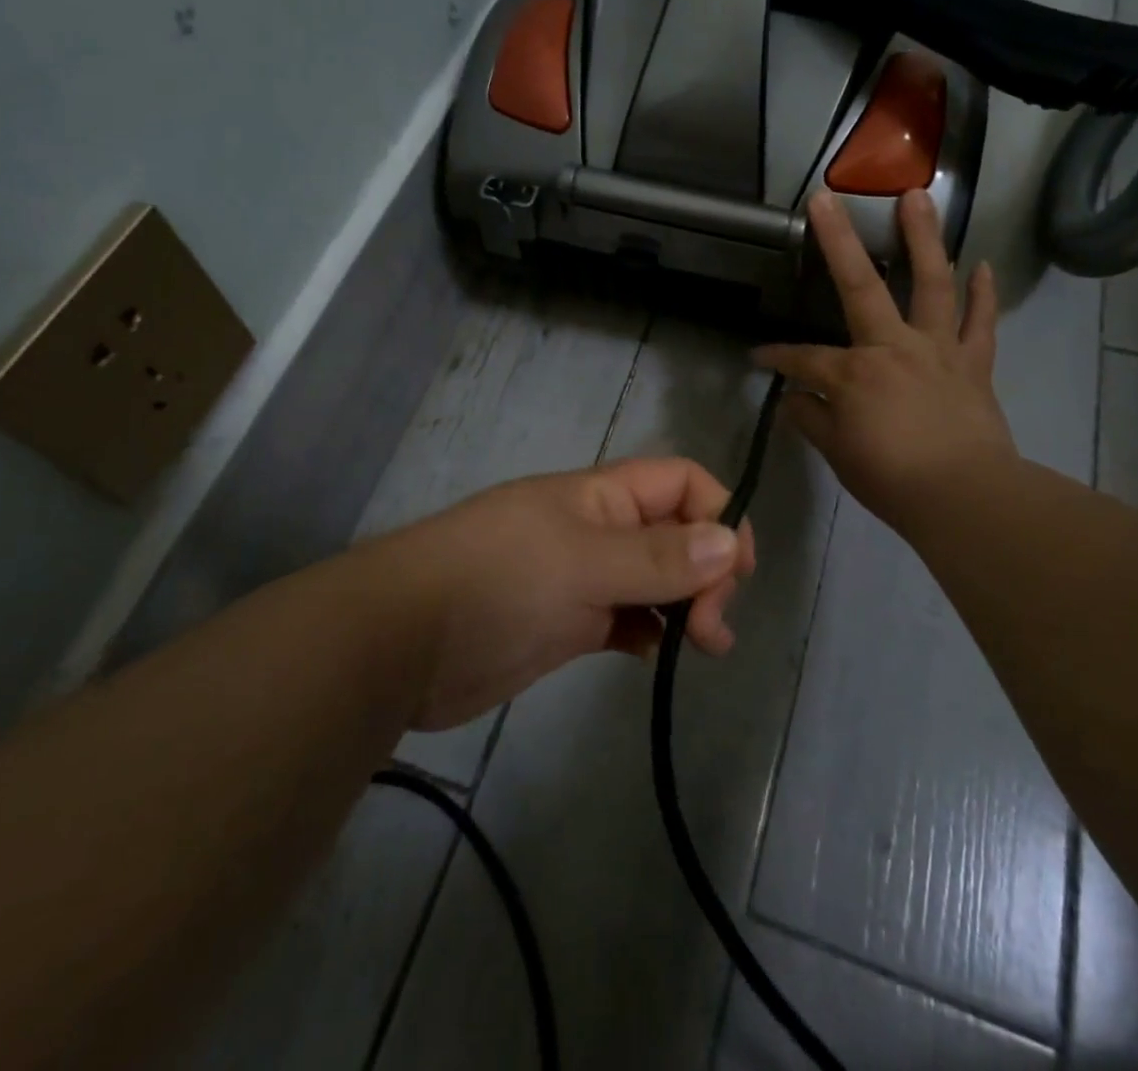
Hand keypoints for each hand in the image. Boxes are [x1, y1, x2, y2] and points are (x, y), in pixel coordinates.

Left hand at [378, 459, 756, 730]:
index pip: (681, 482)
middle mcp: (598, 529)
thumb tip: (730, 541)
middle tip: (712, 628)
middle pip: (677, 532)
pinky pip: (627, 618)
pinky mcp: (568, 623)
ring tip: (703, 646)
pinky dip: (650, 632)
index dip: (718, 513)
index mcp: (602, 496)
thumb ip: (657, 556)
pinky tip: (654, 655)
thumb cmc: (496, 581)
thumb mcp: (582, 562)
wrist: (403, 643)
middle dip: (707, 571)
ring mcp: (582, 577)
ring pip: (655, 579)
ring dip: (687, 605)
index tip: (735, 571)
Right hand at [754, 189, 1014, 534]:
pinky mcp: (973, 364)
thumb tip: (792, 399)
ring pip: (933, 283)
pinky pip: (981, 323)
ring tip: (919, 197)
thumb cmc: (892, 479)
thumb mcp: (838, 453)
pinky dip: (983, 294)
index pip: (802, 358)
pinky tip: (983, 265)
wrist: (965, 498)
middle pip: (860, 285)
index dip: (775, 358)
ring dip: (924, 238)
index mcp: (854, 372)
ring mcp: (938, 349)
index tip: (757, 359)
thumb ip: (812, 419)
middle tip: (825, 200)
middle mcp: (893, 346)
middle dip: (838, 241)